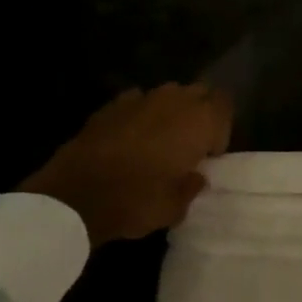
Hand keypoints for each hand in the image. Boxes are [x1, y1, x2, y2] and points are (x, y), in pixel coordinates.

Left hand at [20, 85, 231, 246]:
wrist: (76, 195)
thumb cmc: (136, 201)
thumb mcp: (175, 208)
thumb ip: (192, 186)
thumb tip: (196, 175)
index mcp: (198, 121)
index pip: (224, 104)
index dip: (221, 127)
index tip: (209, 154)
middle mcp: (173, 100)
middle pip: (198, 93)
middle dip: (198, 113)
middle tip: (189, 145)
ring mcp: (139, 98)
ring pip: (167, 94)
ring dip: (170, 112)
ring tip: (160, 140)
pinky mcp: (110, 105)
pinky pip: (137, 102)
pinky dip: (140, 115)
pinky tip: (130, 138)